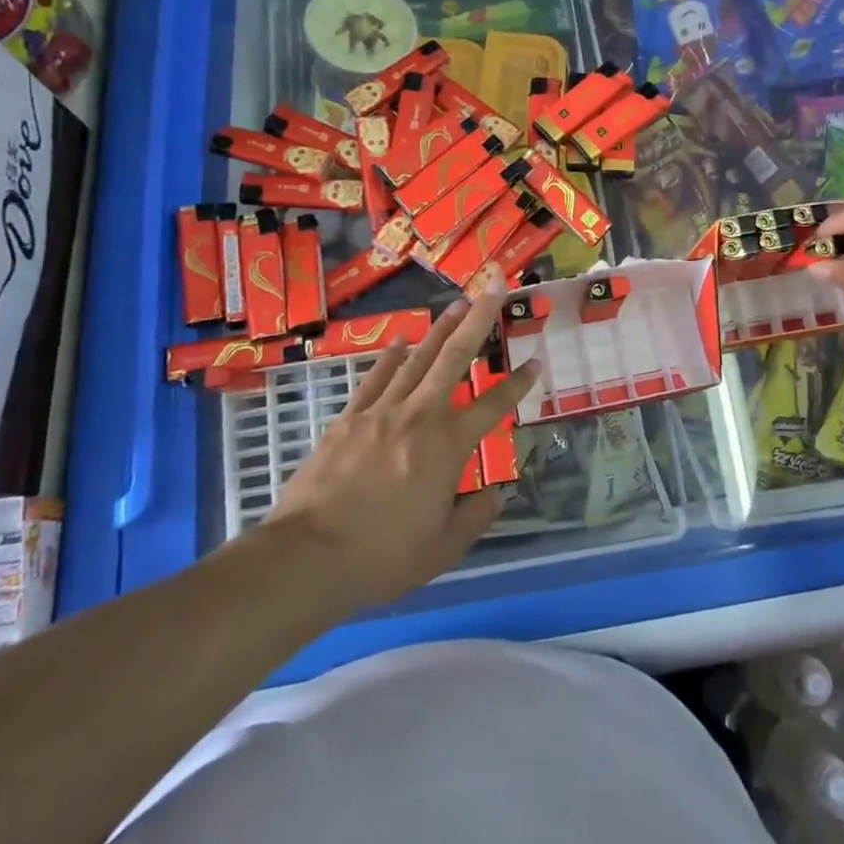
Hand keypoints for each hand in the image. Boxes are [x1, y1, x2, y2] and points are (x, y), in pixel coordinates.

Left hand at [265, 275, 539, 610]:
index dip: (518, 383)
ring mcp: (380, 412)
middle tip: (496, 286)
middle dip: (479, 318)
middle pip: (455, 357)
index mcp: (448, 447)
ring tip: (458, 303)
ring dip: (441, 328)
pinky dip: (391, 356)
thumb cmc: (382, 556)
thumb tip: (496, 493)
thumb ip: (475, 517)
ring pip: (417, 359)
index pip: (494, 406)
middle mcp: (419, 416)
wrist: (307, 557)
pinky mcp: (348, 418)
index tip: (535, 361)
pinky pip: (375, 378)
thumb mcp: (443, 549)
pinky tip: (400, 341)